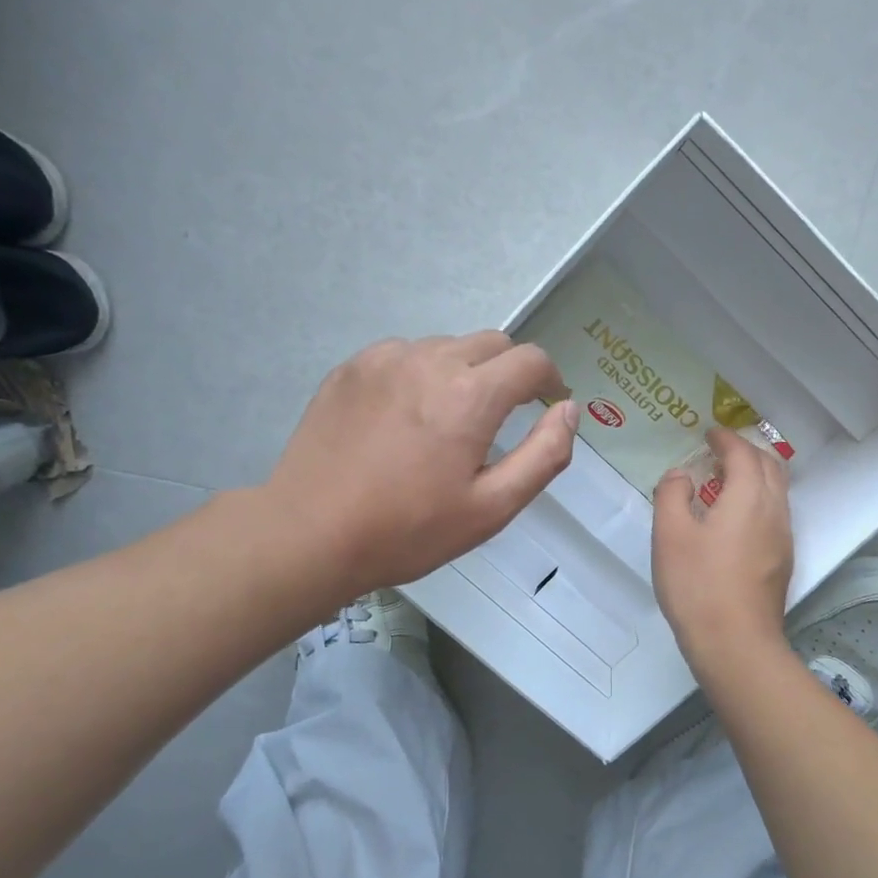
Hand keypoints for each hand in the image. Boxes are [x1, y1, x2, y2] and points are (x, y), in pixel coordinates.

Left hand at [263, 332, 577, 595]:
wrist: (309, 533)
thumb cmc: (408, 530)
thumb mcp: (492, 508)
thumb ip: (544, 455)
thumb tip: (568, 410)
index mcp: (469, 395)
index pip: (531, 360)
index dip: (550, 380)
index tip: (548, 404)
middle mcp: (429, 360)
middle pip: (492, 344)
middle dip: (510, 372)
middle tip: (502, 417)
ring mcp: (383, 359)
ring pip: (447, 346)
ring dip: (464, 372)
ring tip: (448, 421)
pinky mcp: (350, 368)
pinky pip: (404, 355)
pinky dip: (421, 374)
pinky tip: (404, 418)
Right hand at [652, 427, 793, 673]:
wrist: (735, 643)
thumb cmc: (697, 584)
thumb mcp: (669, 534)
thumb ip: (672, 494)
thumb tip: (681, 475)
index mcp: (748, 496)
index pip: (743, 453)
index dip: (726, 439)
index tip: (709, 433)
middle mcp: (774, 510)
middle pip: (770, 465)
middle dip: (747, 451)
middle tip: (720, 452)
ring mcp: (783, 537)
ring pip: (778, 490)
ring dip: (756, 475)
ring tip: (727, 481)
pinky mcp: (783, 560)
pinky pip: (776, 513)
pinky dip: (759, 499)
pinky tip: (736, 518)